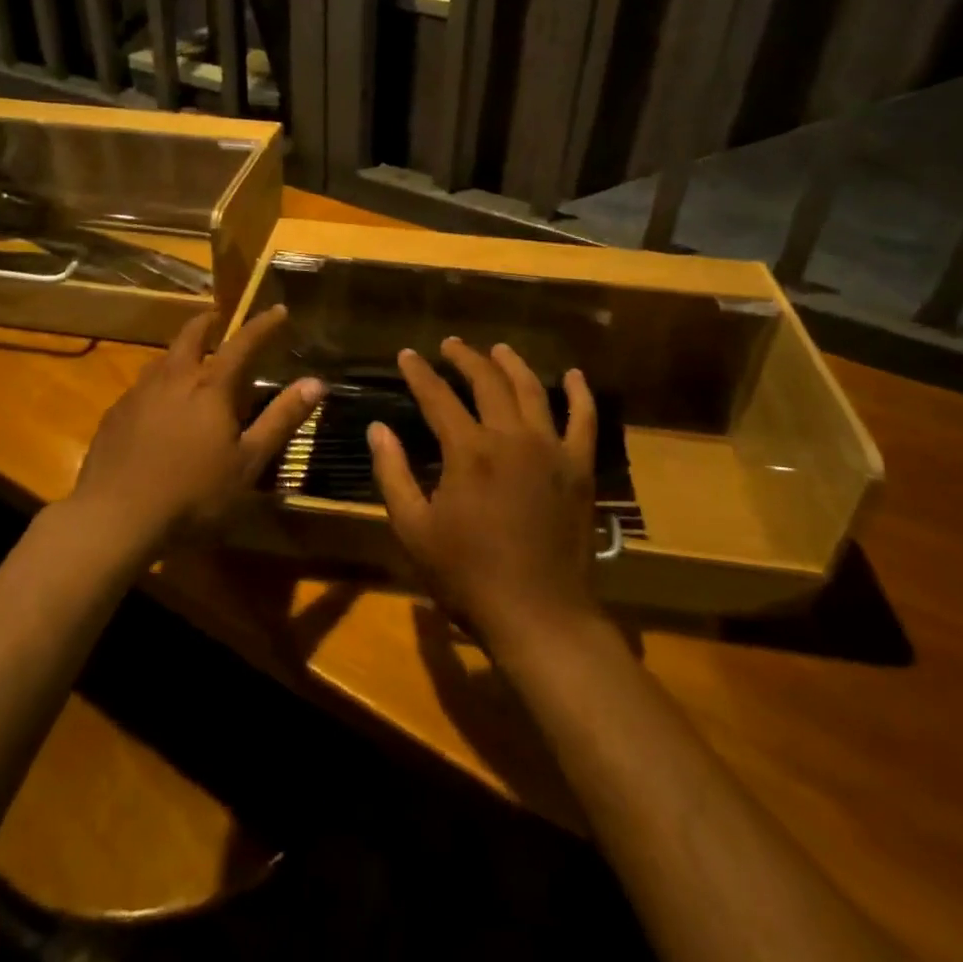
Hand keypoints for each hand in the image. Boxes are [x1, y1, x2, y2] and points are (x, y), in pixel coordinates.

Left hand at [69, 306, 323, 551]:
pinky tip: (156, 404)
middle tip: (218, 318)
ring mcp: (138, 395)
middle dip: (207, 322)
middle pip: (191, 336)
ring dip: (180, 351)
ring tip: (189, 358)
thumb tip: (316, 382)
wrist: (115, 517)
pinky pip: (140, 386)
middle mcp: (173, 379)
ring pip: (162, 359)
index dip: (262, 325)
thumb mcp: (248, 462)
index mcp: (210, 387)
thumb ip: (280, 419)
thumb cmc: (193, 494)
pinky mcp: (115, 415)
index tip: (278, 310)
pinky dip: (157, 382)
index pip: (242, 343)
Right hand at [370, 338, 601, 648]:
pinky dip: (580, 394)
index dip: (419, 374)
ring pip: (532, 390)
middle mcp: (511, 438)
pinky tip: (574, 376)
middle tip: (450, 345)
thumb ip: (393, 474)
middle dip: (465, 358)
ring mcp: (551, 450)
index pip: (438, 397)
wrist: (539, 615)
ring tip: (498, 349)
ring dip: (512, 365)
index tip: (406, 355)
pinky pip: (584, 421)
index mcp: (468, 452)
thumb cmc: (468, 576)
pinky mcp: (579, 468)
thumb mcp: (414, 529)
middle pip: (487, 382)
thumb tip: (378, 429)